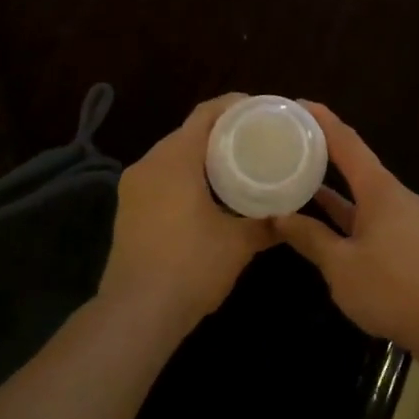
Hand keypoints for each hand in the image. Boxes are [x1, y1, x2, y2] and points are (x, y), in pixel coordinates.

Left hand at [101, 94, 275, 337]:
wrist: (136, 313)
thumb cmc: (191, 266)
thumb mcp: (239, 243)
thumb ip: (267, 223)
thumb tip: (291, 216)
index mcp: (175, 158)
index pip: (206, 114)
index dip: (235, 105)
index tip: (262, 110)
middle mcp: (149, 163)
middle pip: (188, 131)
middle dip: (221, 131)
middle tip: (255, 138)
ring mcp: (133, 186)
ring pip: (172, 155)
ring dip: (201, 155)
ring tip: (236, 164)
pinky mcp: (128, 208)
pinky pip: (161, 176)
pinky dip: (185, 174)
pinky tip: (207, 193)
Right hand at [271, 102, 418, 352]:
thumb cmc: (393, 286)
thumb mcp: (341, 265)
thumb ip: (311, 238)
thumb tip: (279, 217)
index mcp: (379, 189)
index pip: (347, 142)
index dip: (322, 121)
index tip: (298, 104)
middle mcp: (394, 196)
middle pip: (356, 164)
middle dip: (325, 152)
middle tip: (291, 142)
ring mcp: (405, 220)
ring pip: (363, 194)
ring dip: (334, 187)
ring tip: (301, 177)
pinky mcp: (410, 244)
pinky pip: (371, 217)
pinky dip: (348, 214)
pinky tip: (328, 224)